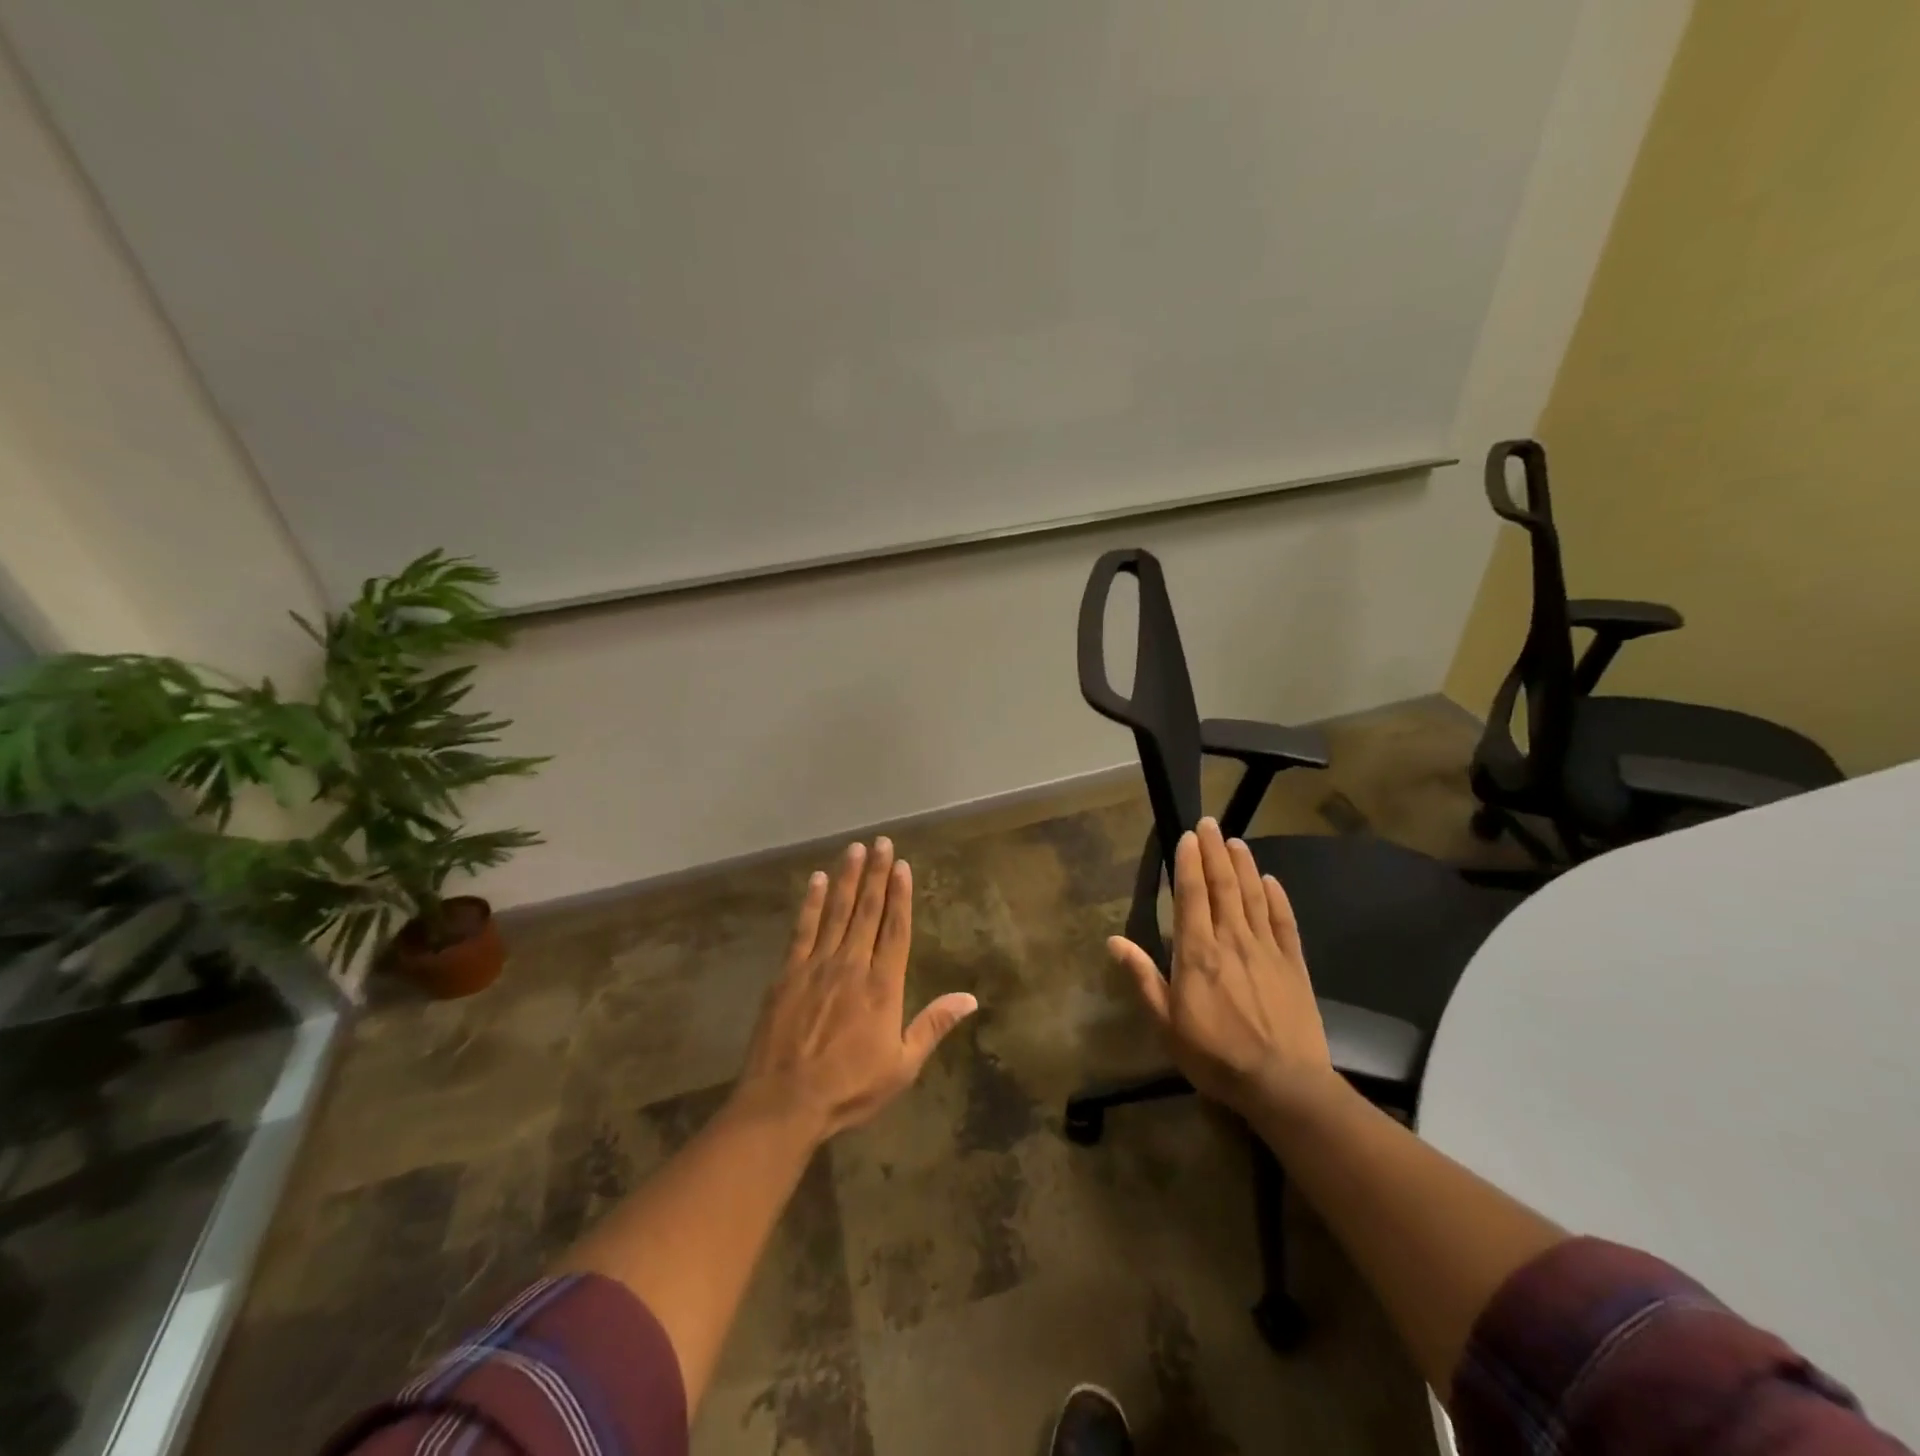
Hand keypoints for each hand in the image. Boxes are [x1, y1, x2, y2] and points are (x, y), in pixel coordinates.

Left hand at [736, 837, 977, 1140]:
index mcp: (882, 986)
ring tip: (854, 849)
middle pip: (867, 911)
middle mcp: (852, 965)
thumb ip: (933, 1025)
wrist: (785, 1102)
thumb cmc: (849, 1089)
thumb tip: (970, 998)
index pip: (896, 930)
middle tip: (881, 842)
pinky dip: (811, 903)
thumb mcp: (902, 1066)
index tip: (902, 865)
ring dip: (846, 878)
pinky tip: (817, 880)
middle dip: (876, 875)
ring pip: (836, 912)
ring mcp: (817, 966)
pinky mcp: (787, 973)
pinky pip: (802, 929)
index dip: (900, 896)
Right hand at [1108, 818, 1333, 1117]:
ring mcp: (1267, 950)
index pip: (1191, 894)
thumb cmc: (1215, 1056)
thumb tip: (1113, 940)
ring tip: (1236, 841)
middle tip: (1209, 823)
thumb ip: (1143, 977)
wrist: (1283, 1084)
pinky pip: (1285, 922)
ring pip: (1254, 896)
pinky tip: (1271, 880)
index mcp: (1197, 952)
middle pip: (1223, 886)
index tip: (1186, 837)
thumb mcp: (1166, 1023)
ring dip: (1244, 866)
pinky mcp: (1294, 965)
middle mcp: (1232, 940)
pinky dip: (1277, 898)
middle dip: (1214, 852)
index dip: (1188, 862)